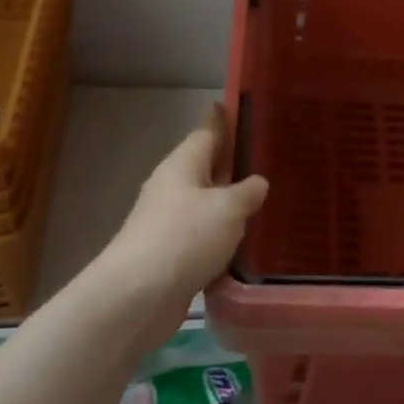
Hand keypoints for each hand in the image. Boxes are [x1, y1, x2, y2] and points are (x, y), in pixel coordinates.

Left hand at [96, 105, 268, 345]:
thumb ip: (247, 192)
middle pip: (205, 167)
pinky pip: (203, 237)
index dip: (221, 119)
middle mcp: (173, 188)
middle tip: (266, 157)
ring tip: (265, 201)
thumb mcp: (228, 209)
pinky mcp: (171, 256)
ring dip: (229, 203)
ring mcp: (169, 223)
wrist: (137, 297)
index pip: (206, 131)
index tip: (236, 106)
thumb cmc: (184, 238)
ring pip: (206, 204)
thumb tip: (257, 183)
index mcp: (183, 165)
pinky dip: (223, 236)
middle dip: (231, 162)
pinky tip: (246, 243)